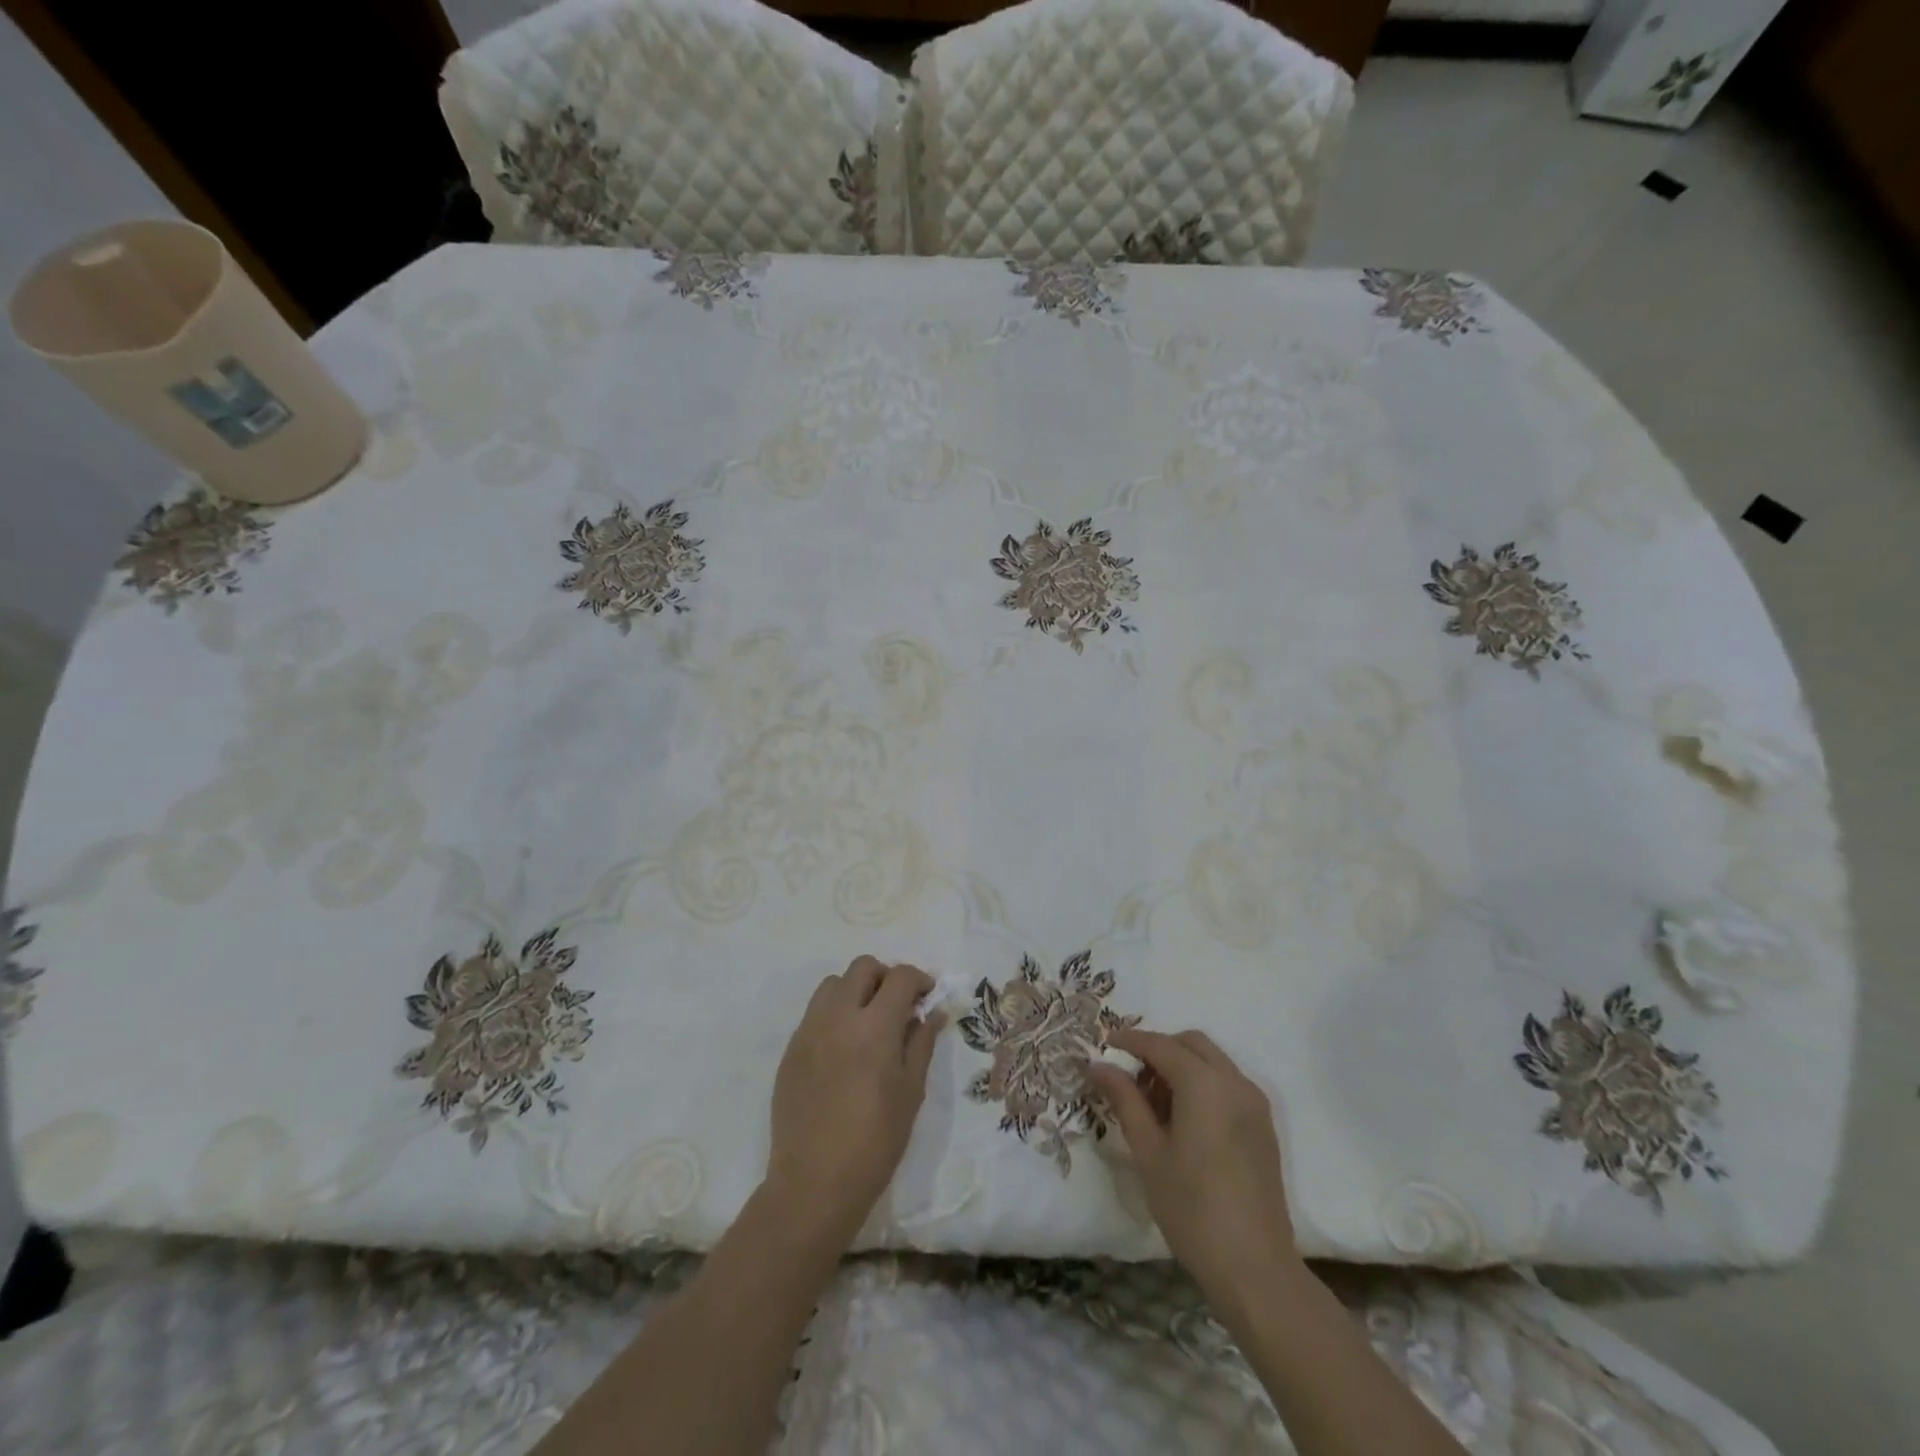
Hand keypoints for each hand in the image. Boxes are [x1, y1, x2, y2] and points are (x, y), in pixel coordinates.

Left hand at [764, 957, 945, 1249]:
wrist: (814, 1182)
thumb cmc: (875, 1141)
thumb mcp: (911, 1092)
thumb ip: (921, 1043)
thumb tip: (933, 1013)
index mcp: (874, 1026)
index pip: (900, 977)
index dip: (919, 980)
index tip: (927, 997)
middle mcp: (838, 1016)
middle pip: (863, 967)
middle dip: (886, 977)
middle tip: (898, 1006)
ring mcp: (809, 1030)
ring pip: (833, 984)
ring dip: (855, 990)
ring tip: (868, 1022)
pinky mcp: (791, 1049)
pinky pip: (814, 1012)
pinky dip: (834, 1014)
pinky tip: (844, 1048)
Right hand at [1087, 1028, 1299, 1319]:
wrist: (1255, 1269)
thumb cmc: (1192, 1208)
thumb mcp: (1148, 1152)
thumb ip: (1124, 1100)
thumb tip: (1098, 1065)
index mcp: (1205, 1084)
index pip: (1160, 1045)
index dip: (1130, 1040)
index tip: (1104, 1043)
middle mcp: (1234, 1082)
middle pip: (1192, 1044)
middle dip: (1159, 1049)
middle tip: (1131, 1077)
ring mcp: (1254, 1103)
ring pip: (1212, 1062)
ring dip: (1182, 1066)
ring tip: (1154, 1104)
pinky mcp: (1263, 1126)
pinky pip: (1228, 1084)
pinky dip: (1203, 1084)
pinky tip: (1184, 1121)